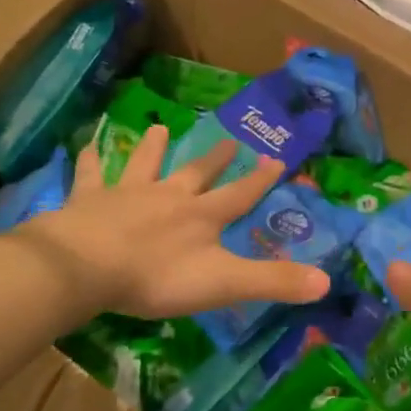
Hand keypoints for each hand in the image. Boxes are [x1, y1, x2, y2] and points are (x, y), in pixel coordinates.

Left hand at [18, 124, 332, 321]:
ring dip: (153, 147)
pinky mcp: (90, 200)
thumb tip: (326, 281)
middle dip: (214, 159)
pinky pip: (90, 175)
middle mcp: (168, 196)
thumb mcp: (222, 283)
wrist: (89, 265)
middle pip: (196, 173)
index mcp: (201, 216)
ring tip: (160, 127)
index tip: (276, 159)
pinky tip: (85, 146)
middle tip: (229, 140)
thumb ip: (271, 282)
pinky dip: (89, 160)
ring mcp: (128, 193)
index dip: (259, 180)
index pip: (239, 195)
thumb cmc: (157, 277)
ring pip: (144, 163)